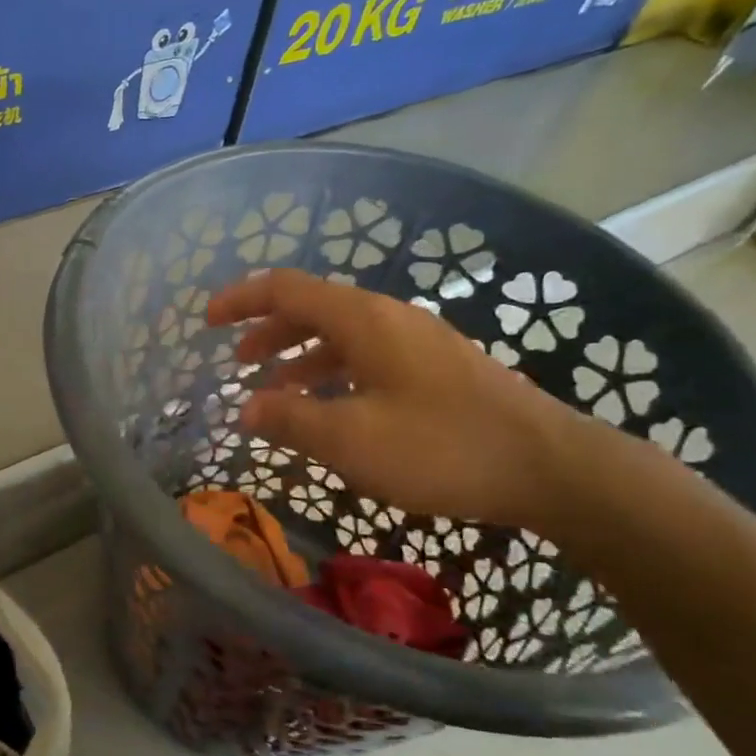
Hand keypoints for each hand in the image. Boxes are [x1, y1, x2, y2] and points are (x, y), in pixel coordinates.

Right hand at [207, 269, 587, 528]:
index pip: (287, 289)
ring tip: (274, 390)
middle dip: (268, 331)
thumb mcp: (350, 439)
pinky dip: (333, 374)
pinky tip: (329, 408)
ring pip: (341, 335)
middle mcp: (388, 319)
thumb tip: (247, 409)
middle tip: (238, 363)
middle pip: (314, 308)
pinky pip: (366, 358)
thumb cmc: (440, 446)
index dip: (242, 300)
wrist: (547, 466)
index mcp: (363, 320)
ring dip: (300, 356)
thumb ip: (290, 420)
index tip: (208, 320)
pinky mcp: (435, 369)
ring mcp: (416, 342)